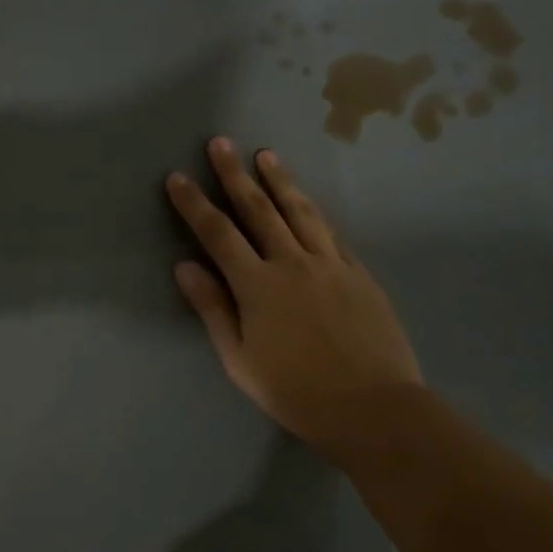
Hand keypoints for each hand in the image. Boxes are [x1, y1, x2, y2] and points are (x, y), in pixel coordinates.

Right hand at [166, 138, 422, 446]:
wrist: (374, 408)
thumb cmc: (296, 392)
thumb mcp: (240, 360)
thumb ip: (213, 308)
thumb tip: (184, 266)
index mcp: (257, 286)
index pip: (217, 234)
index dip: (194, 204)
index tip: (178, 177)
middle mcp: (292, 263)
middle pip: (258, 209)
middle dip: (235, 175)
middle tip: (221, 143)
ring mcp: (330, 264)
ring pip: (300, 211)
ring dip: (280, 181)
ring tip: (265, 155)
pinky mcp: (359, 273)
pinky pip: (332, 232)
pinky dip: (315, 210)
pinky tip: (308, 199)